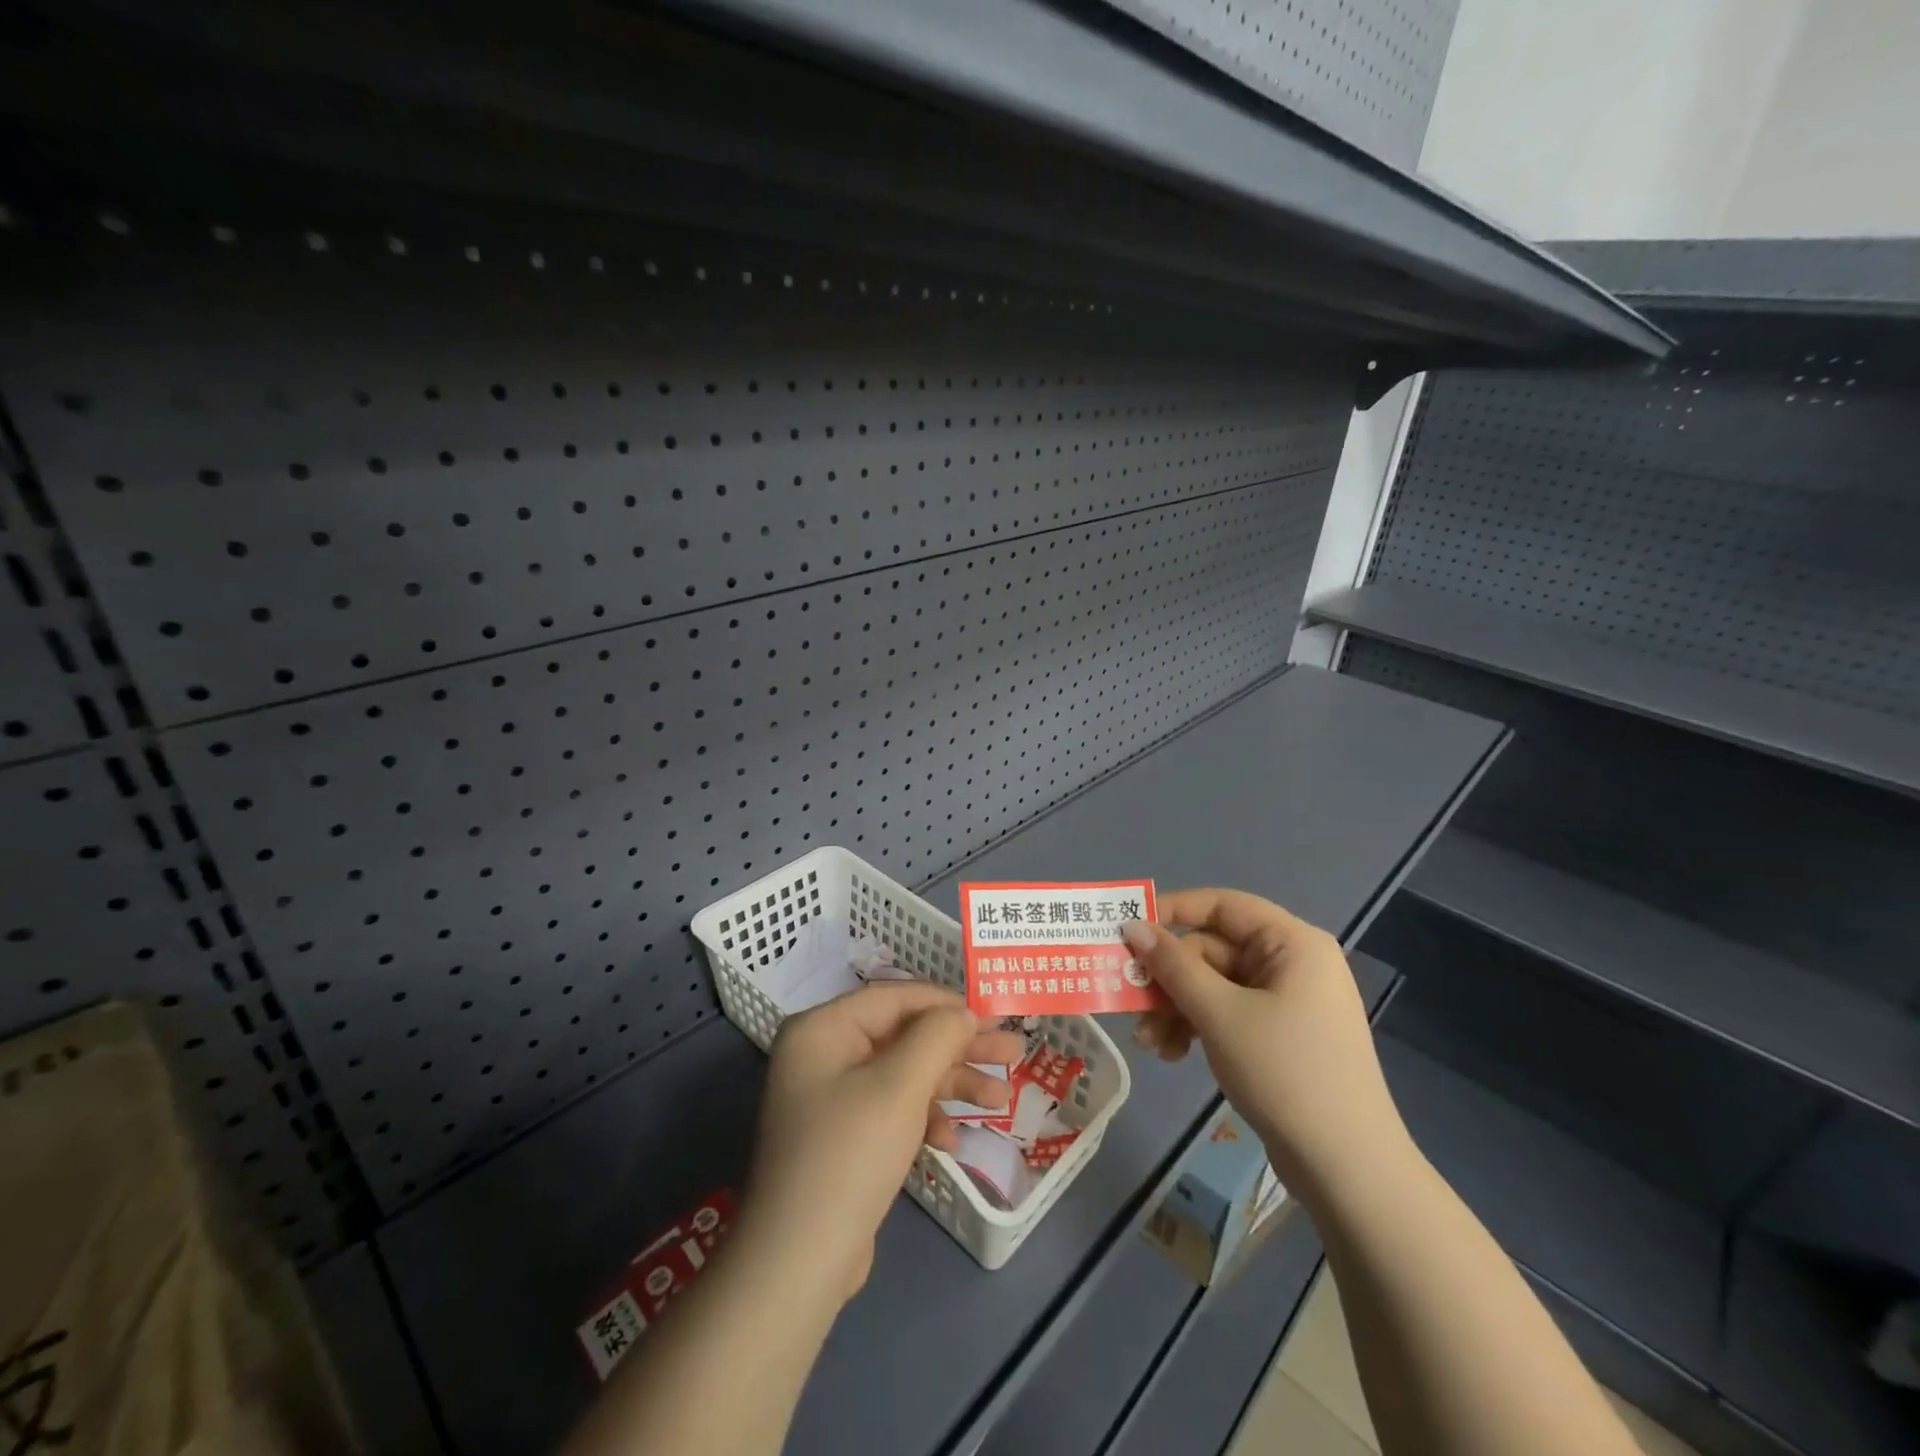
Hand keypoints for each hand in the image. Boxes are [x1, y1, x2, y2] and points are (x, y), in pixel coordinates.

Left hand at [745, 983, 1024, 1302]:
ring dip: (952, 1085)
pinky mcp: (844, 1138)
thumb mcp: (900, 1086)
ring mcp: (832, 1099)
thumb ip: (937, 1036)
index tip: (994, 1012)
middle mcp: (824, 1055)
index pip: (894, 998)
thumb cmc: (850, 1155)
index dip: (947, 1003)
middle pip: (904, 1036)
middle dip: (959, 1047)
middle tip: (1013, 1050)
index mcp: (822, 1030)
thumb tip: (963, 1012)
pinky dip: (925, 1119)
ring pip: (904, 1075)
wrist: (798, 1264)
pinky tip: (953, 1141)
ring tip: (1003, 1098)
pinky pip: (893, 1110)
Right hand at [1124, 890, 1408, 1194]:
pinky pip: (1228, 1012)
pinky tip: (1174, 1054)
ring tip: (1149, 1043)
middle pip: (1213, 950)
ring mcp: (1289, 1001)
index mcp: (1292, 942)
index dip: (1172, 911)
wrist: (1348, 1170)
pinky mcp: (1281, 1035)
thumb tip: (1133, 926)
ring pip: (1215, 985)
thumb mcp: (1219, 1014)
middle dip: (1169, 980)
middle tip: (1132, 1004)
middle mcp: (1293, 962)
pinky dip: (1198, 1026)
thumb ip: (1173, 965)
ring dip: (1177, 1008)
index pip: (1222, 905)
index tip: (1127, 930)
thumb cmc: (1285, 1073)